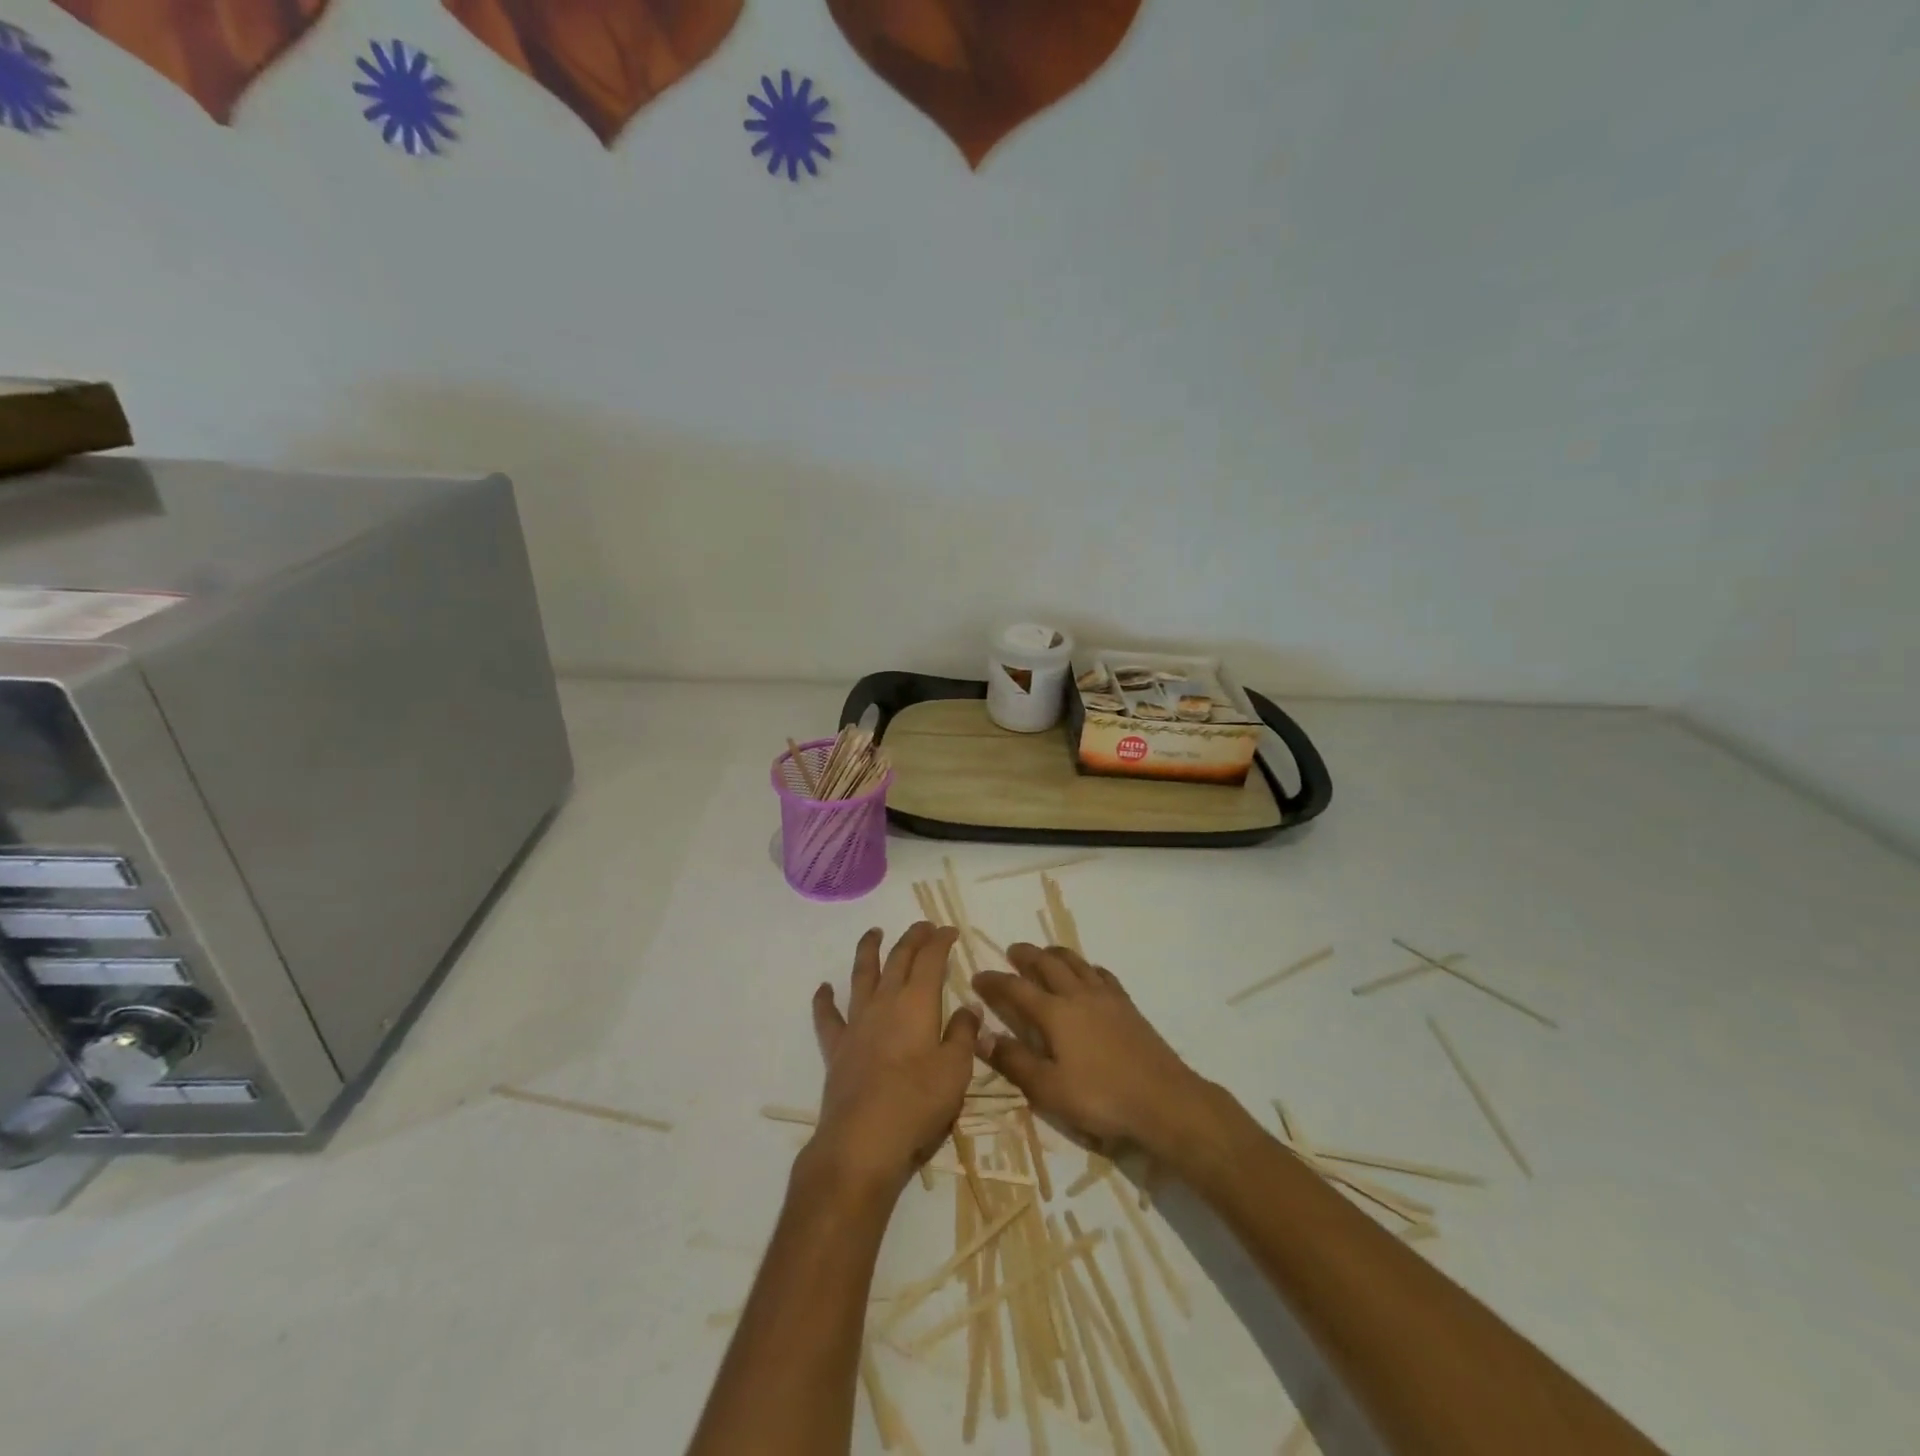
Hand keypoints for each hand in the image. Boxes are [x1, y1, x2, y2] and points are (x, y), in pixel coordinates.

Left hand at [810, 923, 980, 1198]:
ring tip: (873, 933)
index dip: (940, 941)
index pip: (931, 959)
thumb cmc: (918, 1103)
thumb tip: (969, 1007)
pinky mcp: (837, 1047)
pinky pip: (827, 1017)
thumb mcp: (956, 1070)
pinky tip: (823, 989)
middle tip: (923, 927)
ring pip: (862, 975)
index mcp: (918, 1003)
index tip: (949, 930)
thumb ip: (963, 1034)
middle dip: (912, 938)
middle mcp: (885, 1002)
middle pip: (898, 959)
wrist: (863, 1140)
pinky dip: (824, 1000)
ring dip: (868, 951)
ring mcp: (857, 1023)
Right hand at [972, 945, 1219, 1159]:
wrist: (1163, 1099)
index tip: (977, 977)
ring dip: (1056, 954)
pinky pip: (1102, 974)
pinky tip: (1088, 974)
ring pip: (1076, 963)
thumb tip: (981, 1035)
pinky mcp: (1127, 1005)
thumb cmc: (1100, 1098)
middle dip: (1026, 955)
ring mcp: (1106, 997)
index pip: (1016, 988)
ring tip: (1045, 953)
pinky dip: (1087, 968)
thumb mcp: (1048, 1089)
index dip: (994, 981)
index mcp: (1054, 1013)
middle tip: (1013, 951)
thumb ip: (1014, 1061)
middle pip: (1047, 964)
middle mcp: (1078, 995)